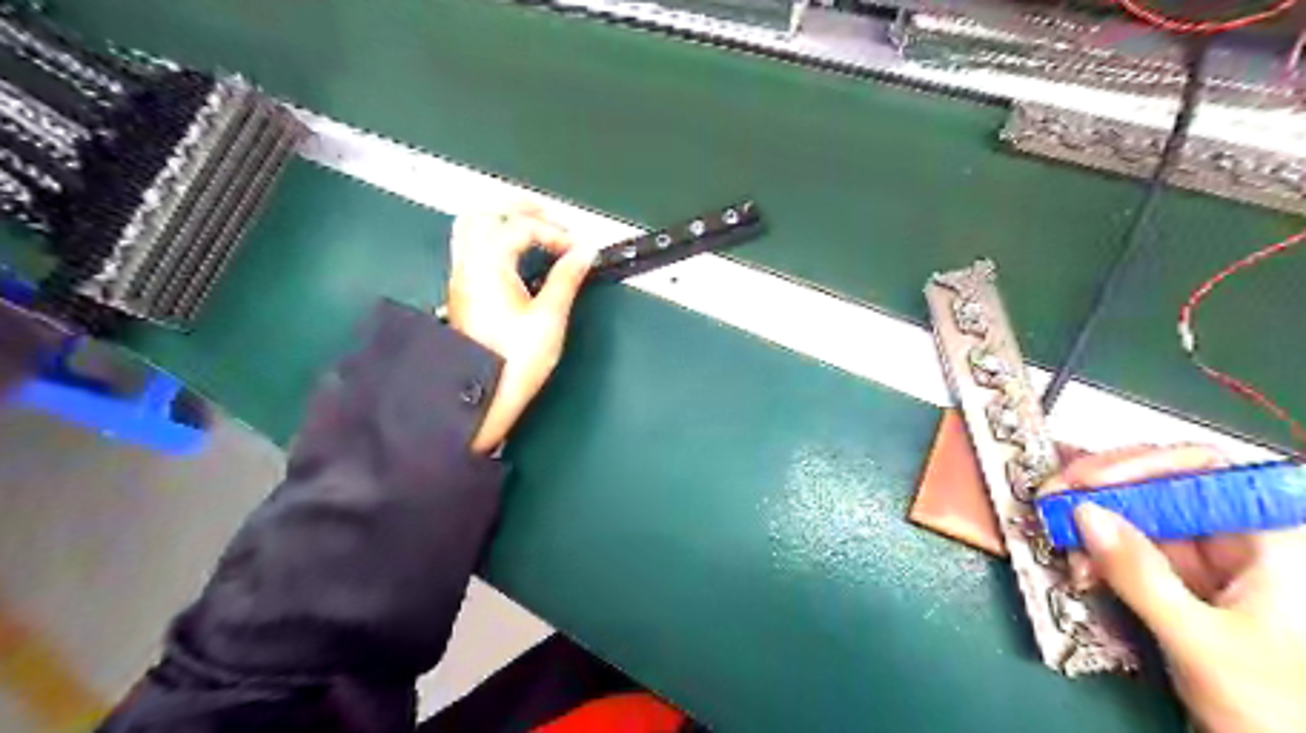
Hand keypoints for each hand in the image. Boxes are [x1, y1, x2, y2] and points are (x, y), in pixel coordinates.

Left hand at [450, 205, 592, 451]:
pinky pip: (471, 250)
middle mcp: (468, 266)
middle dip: (519, 208)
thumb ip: (567, 278)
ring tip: (531, 229)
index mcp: (488, 265)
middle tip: (549, 215)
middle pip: (485, 214)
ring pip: (471, 229)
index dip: (554, 232)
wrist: (482, 394)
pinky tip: (514, 256)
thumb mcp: (550, 317)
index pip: (521, 227)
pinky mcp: (463, 294)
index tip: (577, 249)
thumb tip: (584, 253)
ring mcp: (461, 280)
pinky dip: (493, 240)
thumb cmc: (513, 361)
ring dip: (501, 222)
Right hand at [1041, 443, 1305, 732]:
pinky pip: (1131, 554)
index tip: (1083, 481)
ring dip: (1091, 529)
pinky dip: (1098, 557)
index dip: (1138, 464)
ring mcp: (1210, 564)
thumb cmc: (1277, 710)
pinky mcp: (1184, 586)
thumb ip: (1140, 576)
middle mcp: (1239, 541)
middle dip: (1100, 495)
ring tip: (1063, 546)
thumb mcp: (1201, 641)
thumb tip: (1084, 514)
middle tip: (1051, 501)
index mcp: (1270, 541)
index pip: (1200, 470)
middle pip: (1159, 489)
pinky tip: (1081, 571)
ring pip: (1137, 520)